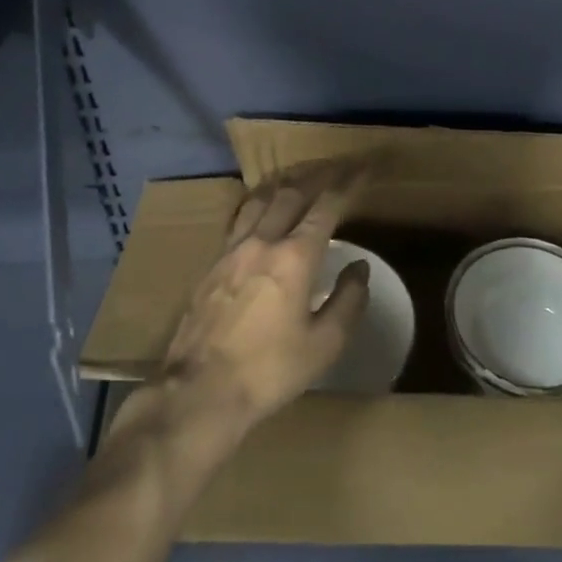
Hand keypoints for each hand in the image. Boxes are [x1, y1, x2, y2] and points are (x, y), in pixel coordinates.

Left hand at [150, 164, 369, 444]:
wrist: (199, 392)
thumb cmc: (269, 371)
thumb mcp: (324, 345)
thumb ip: (348, 301)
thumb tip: (358, 267)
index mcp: (295, 257)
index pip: (327, 207)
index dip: (347, 185)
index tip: (362, 170)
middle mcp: (262, 241)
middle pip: (291, 194)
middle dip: (318, 177)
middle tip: (336, 168)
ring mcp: (231, 250)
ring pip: (260, 200)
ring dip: (285, 185)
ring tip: (299, 179)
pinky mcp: (211, 264)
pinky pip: (239, 219)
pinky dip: (258, 203)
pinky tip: (260, 210)